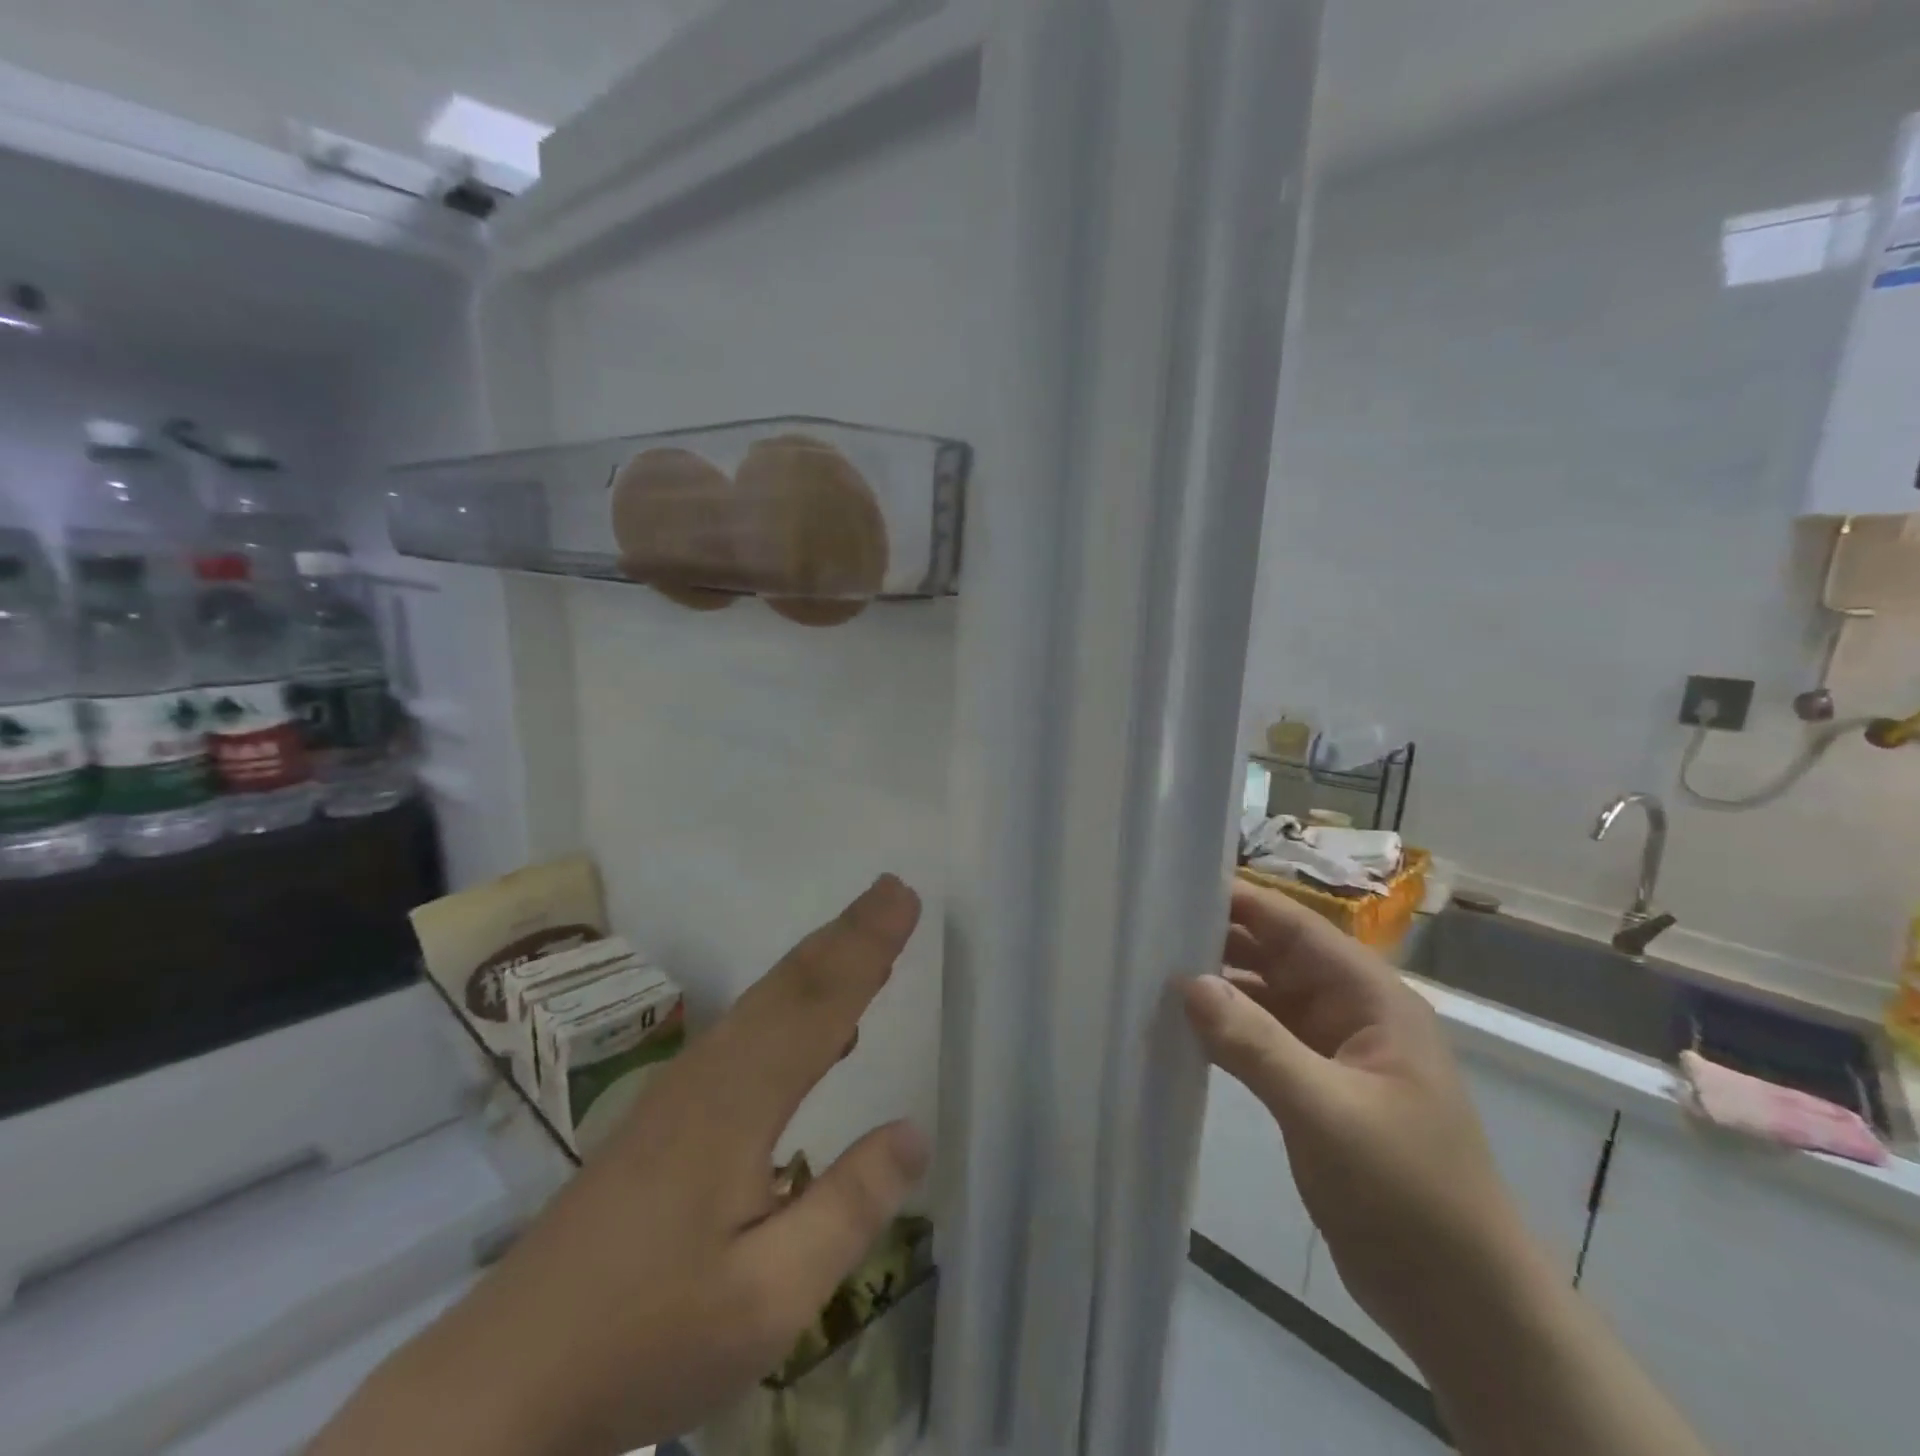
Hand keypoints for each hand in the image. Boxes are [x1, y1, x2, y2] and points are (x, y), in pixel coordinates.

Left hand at [310, 875, 931, 1455]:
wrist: (502, 1382)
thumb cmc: (644, 1336)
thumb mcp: (767, 1298)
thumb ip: (847, 1208)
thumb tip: (913, 1130)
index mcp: (739, 1101)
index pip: (819, 1002)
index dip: (866, 945)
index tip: (903, 895)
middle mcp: (711, 1074)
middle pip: (790, 984)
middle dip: (848, 934)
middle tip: (893, 892)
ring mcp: (682, 1091)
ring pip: (764, 1003)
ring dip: (820, 962)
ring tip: (868, 940)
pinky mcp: (666, 1115)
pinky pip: (746, 1032)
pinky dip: (791, 1006)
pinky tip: (819, 1036)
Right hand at [1181, 882, 1532, 1365]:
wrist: (1462, 1305)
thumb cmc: (1408, 1194)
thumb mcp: (1327, 1112)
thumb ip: (1255, 1042)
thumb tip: (1187, 981)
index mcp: (1370, 997)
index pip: (1295, 926)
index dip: (1238, 900)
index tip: (1172, 887)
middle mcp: (1351, 1011)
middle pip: (1275, 955)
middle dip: (1217, 940)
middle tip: (1145, 930)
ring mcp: (1333, 1051)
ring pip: (1264, 997)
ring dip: (1216, 988)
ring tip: (1149, 974)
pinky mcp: (1316, 1088)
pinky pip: (1261, 1040)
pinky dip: (1224, 1032)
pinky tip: (1178, 1030)